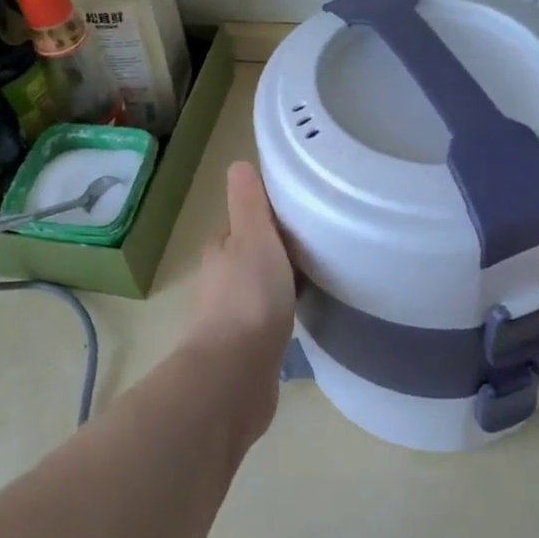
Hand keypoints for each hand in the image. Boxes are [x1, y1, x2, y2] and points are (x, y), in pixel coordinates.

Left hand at [184, 161, 297, 439]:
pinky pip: (268, 319)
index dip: (271, 219)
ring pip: (260, 287)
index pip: (246, 224)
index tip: (303, 218)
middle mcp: (220, 280)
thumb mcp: (253, 236)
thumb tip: (237, 164)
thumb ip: (248, 202)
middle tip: (318, 248)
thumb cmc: (249, 296)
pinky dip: (282, 313)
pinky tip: (303, 317)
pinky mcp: (245, 347)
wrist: (237, 373)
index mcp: (220, 250)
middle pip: (253, 255)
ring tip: (317, 279)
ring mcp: (231, 316)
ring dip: (281, 283)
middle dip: (279, 251)